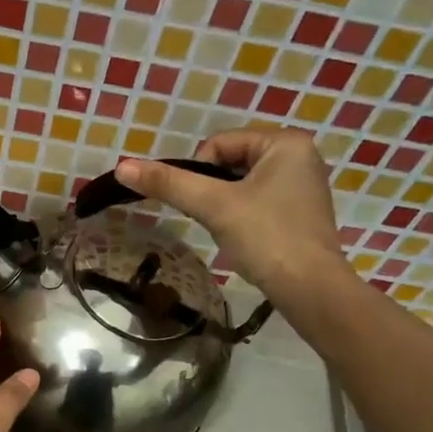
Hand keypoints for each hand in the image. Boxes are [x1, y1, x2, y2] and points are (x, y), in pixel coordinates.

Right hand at [114, 130, 352, 305]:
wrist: (310, 289)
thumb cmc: (266, 238)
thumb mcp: (213, 206)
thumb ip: (169, 184)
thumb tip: (122, 166)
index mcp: (285, 142)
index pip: (219, 143)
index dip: (198, 173)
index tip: (202, 205)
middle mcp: (300, 156)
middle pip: (231, 163)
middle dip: (213, 191)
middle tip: (213, 220)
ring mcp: (303, 186)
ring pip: (243, 185)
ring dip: (226, 206)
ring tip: (230, 232)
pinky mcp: (301, 214)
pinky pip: (259, 203)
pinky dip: (243, 218)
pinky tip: (247, 241)